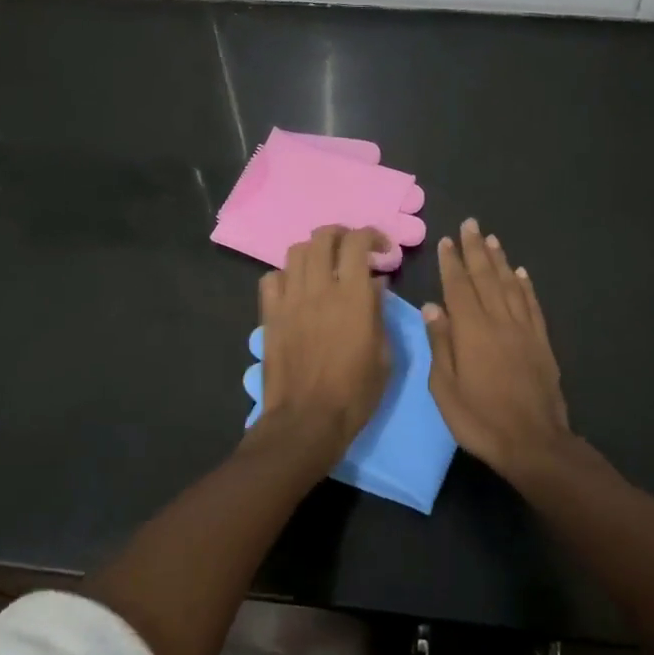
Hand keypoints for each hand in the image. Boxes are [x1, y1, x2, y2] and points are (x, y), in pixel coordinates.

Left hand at [253, 226, 391, 472]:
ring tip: (324, 267)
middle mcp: (319, 288)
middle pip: (323, 237)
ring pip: (296, 252)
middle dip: (341, 235)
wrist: (306, 420)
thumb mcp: (384, 355)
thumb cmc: (355, 393)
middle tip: (352, 250)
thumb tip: (375, 284)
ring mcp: (290, 300)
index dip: (372, 236)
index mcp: (353, 296)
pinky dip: (286, 275)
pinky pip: (271, 278)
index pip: (357, 242)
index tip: (383, 250)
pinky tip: (296, 289)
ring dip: (314, 252)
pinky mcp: (269, 315)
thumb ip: (379, 312)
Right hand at [423, 218, 573, 479]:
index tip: (446, 240)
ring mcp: (524, 330)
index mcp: (471, 331)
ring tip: (490, 239)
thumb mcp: (445, 388)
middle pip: (486, 278)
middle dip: (475, 250)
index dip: (451, 262)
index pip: (458, 287)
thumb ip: (440, 344)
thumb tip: (432, 307)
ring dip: (499, 260)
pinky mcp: (541, 342)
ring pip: (510, 285)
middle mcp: (499, 321)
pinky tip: (520, 273)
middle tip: (470, 224)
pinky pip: (532, 305)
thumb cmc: (480, 419)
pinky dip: (525, 286)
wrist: (533, 442)